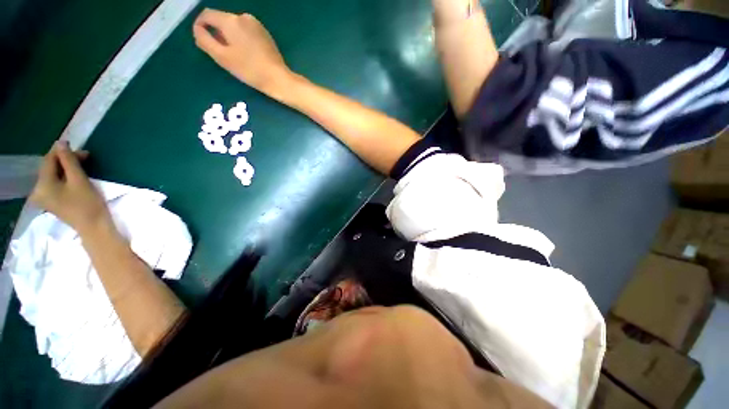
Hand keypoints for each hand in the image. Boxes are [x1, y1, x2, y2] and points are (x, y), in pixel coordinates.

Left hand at [29, 142, 110, 234]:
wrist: (94, 227)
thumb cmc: (87, 203)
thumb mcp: (79, 179)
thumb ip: (68, 161)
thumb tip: (60, 143)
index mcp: (42, 184)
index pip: (49, 160)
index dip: (62, 151)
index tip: (80, 148)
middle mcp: (38, 190)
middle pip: (50, 168)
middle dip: (66, 160)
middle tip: (85, 157)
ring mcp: (44, 197)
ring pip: (53, 175)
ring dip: (67, 168)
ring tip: (82, 166)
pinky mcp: (52, 201)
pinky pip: (55, 183)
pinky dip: (65, 177)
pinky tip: (75, 176)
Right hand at [193, 9, 292, 95]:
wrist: (278, 78)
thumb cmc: (249, 69)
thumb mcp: (222, 57)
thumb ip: (205, 40)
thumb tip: (197, 29)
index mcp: (231, 20)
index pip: (207, 14)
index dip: (200, 26)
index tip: (202, 41)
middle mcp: (244, 17)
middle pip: (222, 20)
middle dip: (217, 34)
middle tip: (221, 54)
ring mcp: (256, 25)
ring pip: (234, 26)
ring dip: (229, 37)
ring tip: (236, 56)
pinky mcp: (265, 34)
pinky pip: (246, 32)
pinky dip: (241, 40)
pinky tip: (247, 55)